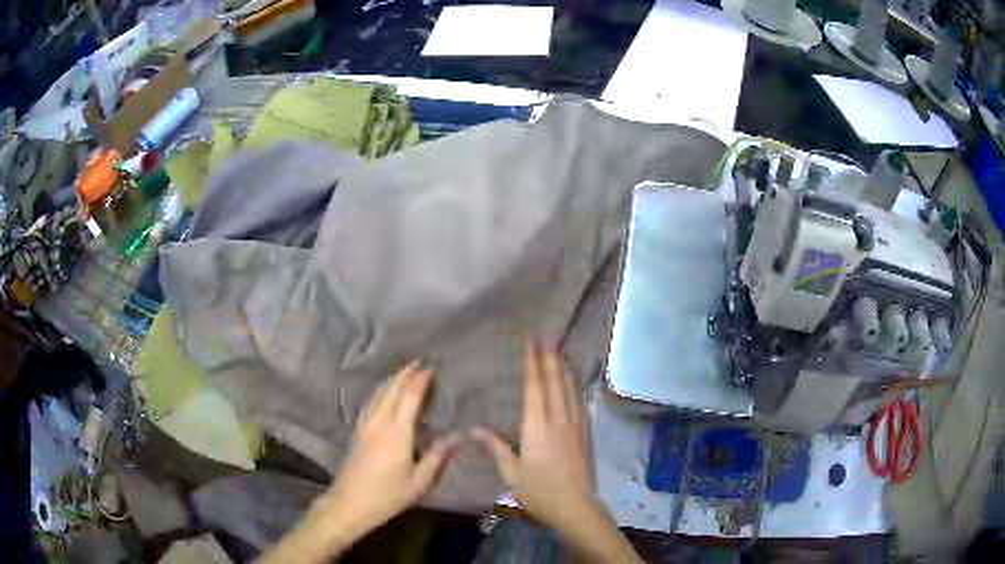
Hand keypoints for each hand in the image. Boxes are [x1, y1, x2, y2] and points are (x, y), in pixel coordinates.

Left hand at [257, 362, 457, 563]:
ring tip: (404, 373)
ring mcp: (364, 426)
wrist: (350, 503)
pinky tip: (382, 395)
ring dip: (391, 380)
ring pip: (377, 394)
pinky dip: (380, 391)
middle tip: (418, 362)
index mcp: (397, 432)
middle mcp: (379, 422)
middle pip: (391, 389)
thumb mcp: (420, 481)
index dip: (420, 380)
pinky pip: (370, 402)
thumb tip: (456, 435)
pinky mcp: (357, 432)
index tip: (431, 367)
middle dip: (404, 373)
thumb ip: (437, 456)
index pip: (409, 397)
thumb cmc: (388, 495)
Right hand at [472, 343, 595, 528]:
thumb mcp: (511, 472)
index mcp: (537, 427)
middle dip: (550, 358)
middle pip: (555, 382)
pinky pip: (580, 402)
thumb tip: (473, 427)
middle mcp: (559, 419)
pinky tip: (575, 382)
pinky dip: (576, 386)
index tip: (532, 344)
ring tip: (561, 352)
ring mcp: (576, 425)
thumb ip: (495, 447)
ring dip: (564, 368)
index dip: (533, 364)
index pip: (535, 388)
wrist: (576, 506)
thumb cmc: (539, 491)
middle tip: (546, 338)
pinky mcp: (586, 434)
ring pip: (570, 389)